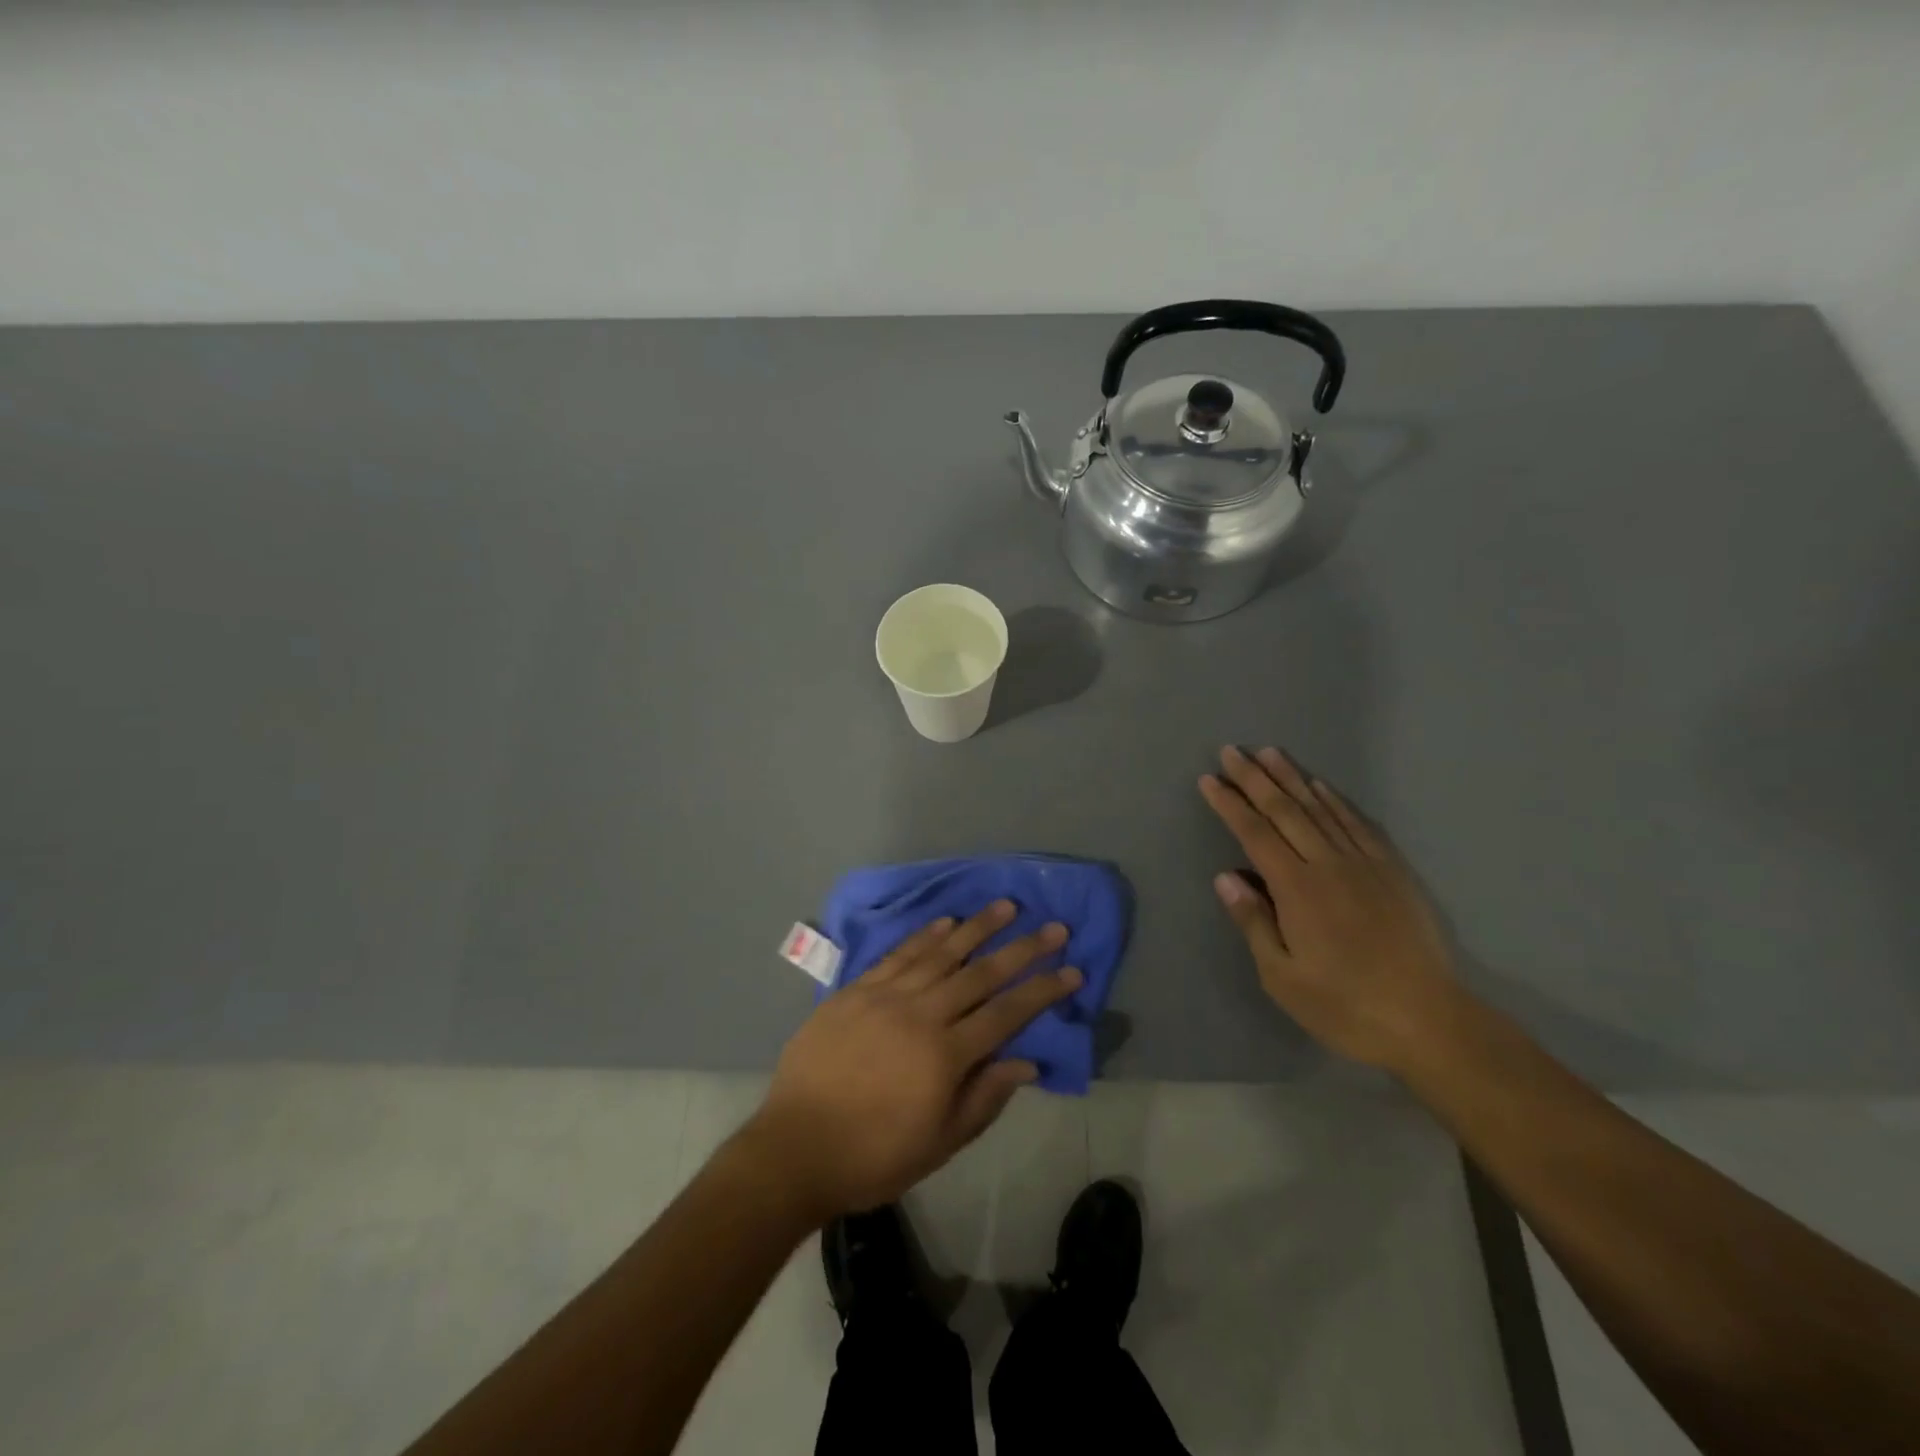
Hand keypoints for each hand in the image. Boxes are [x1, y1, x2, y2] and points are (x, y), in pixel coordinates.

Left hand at [742, 902, 1081, 1219]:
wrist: (795, 1148)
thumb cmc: (873, 1155)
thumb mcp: (939, 1143)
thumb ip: (984, 1098)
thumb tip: (1026, 1061)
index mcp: (945, 1056)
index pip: (1007, 1013)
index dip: (1043, 990)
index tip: (1072, 969)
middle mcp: (921, 1015)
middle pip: (980, 974)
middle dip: (1022, 949)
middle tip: (1052, 926)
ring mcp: (885, 997)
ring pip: (940, 954)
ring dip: (977, 928)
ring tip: (1006, 906)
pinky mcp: (856, 990)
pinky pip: (897, 955)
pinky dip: (924, 936)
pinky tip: (946, 921)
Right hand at [1199, 746, 1461, 1071]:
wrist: (1429, 1021)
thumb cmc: (1344, 1006)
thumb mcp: (1282, 976)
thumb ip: (1253, 921)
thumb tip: (1225, 876)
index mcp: (1297, 889)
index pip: (1255, 834)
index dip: (1230, 804)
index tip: (1209, 779)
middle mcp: (1329, 864)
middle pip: (1285, 811)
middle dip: (1255, 778)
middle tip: (1232, 751)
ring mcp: (1364, 864)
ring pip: (1321, 809)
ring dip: (1292, 778)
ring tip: (1270, 753)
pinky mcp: (1392, 872)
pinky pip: (1358, 824)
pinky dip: (1336, 800)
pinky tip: (1322, 787)